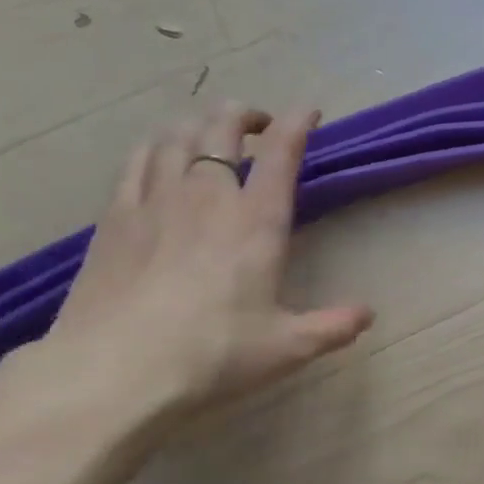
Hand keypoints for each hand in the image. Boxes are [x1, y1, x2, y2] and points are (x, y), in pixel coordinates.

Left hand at [40, 102, 373, 425]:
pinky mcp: (115, 217)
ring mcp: (155, 201)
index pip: (281, 153)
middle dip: (245, 114)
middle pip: (222, 128)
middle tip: (259, 124)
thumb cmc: (213, 355)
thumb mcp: (287, 348)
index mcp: (256, 221)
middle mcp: (207, 196)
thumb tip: (368, 314)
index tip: (310, 112)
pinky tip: (158, 154)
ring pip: (176, 135)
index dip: (298, 123)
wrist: (115, 371)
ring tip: (211, 132)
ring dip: (199, 123)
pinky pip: (137, 160)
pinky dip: (156, 145)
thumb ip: (332, 327)